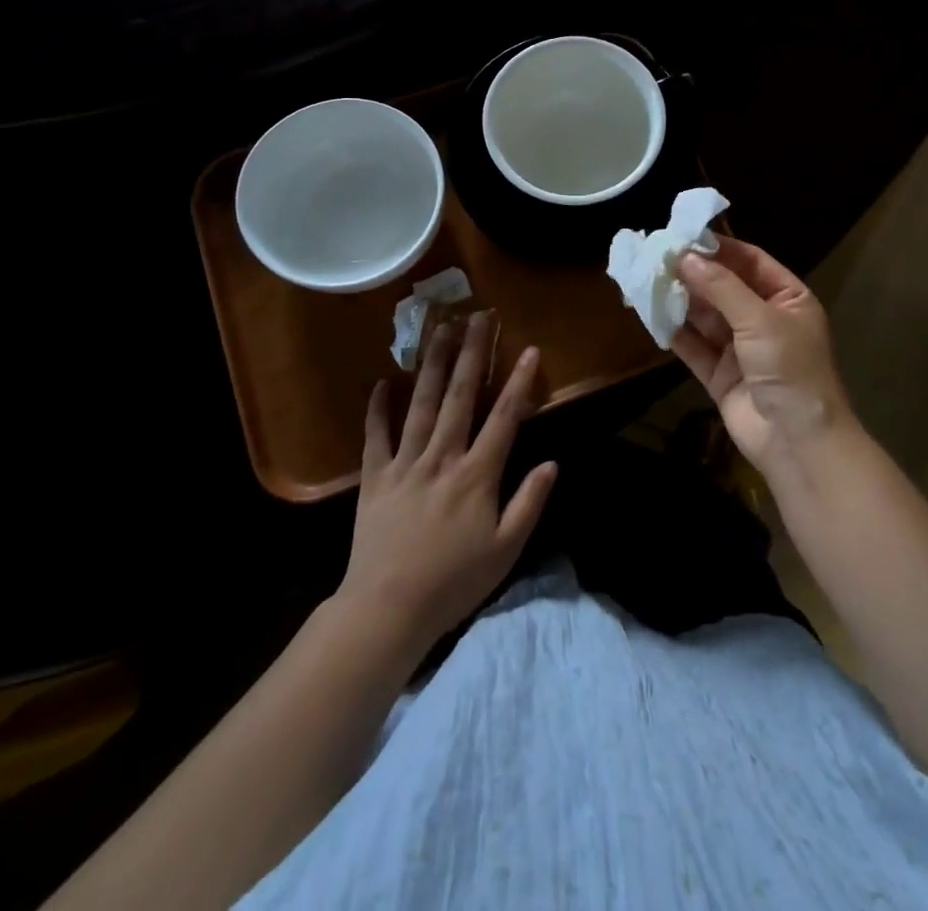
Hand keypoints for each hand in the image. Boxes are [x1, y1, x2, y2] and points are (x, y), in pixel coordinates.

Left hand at [335, 312, 557, 654]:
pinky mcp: (375, 478)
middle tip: (479, 316)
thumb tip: (552, 463)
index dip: (518, 382)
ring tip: (439, 328)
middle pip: (459, 396)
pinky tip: (381, 382)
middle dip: (472, 352)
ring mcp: (405, 464)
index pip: (503, 418)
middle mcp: (441, 457)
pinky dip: (378, 409)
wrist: (387, 610)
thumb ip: (529, 503)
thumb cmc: (454, 582)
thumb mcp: (506, 550)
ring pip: (420, 404)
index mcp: (476, 475)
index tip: (529, 350)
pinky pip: (376, 437)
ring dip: (431, 363)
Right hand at [672, 240, 856, 469]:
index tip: (683, 234)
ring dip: (680, 300)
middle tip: (656, 254)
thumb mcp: (760, 319)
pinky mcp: (720, 375)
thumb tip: (685, 256)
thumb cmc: (790, 368)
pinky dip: (674, 333)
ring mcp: (741, 349)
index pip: (750, 261)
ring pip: (705, 317)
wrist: (798, 442)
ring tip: (646, 279)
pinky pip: (694, 347)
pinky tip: (650, 315)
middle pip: (724, 287)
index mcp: (788, 299)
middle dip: (693, 273)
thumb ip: (722, 286)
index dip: (719, 247)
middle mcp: (764, 319)